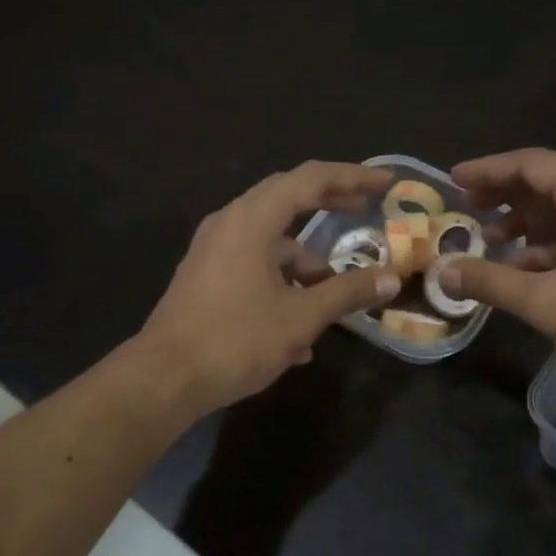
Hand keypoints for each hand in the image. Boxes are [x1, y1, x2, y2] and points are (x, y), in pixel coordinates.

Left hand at [136, 161, 400, 415]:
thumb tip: (391, 278)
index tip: (384, 184)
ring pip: (270, 242)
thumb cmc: (235, 339)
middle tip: (362, 210)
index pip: (310, 179)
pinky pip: (253, 267)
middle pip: (287, 199)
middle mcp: (229, 224)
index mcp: (252, 220)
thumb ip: (347, 292)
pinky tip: (297, 334)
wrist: (164, 379)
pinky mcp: (205, 277)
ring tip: (333, 300)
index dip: (352, 177)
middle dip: (328, 205)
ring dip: (304, 264)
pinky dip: (281, 284)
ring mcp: (213, 251)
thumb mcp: (301, 317)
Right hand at [440, 149, 555, 394]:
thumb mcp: (544, 302)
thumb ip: (490, 281)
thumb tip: (443, 272)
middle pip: (552, 182)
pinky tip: (528, 270)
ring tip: (491, 241)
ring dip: (528, 222)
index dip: (490, 169)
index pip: (534, 164)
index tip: (455, 180)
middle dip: (506, 194)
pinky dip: (552, 243)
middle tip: (469, 208)